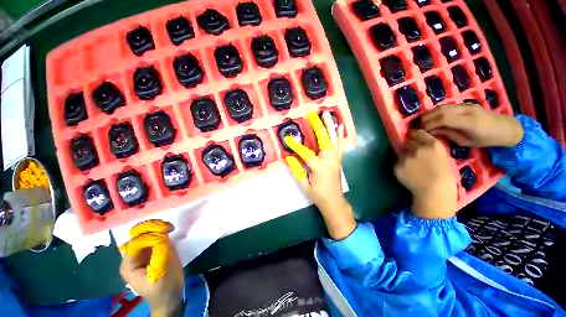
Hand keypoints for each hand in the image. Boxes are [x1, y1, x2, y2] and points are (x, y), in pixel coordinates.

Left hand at [120, 220, 183, 316]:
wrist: (169, 298)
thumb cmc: (164, 287)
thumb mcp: (162, 270)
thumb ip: (160, 251)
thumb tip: (162, 234)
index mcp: (129, 265)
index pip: (137, 242)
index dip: (151, 233)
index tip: (168, 228)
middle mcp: (131, 258)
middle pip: (138, 237)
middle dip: (152, 228)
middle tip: (169, 226)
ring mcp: (139, 256)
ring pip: (144, 236)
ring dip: (156, 229)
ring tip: (169, 227)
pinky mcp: (148, 254)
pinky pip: (150, 240)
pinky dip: (159, 233)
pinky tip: (167, 232)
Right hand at [285, 111, 355, 239]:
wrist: (334, 202)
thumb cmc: (318, 195)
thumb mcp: (304, 186)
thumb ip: (297, 171)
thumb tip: (289, 158)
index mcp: (320, 168)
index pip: (306, 154)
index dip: (296, 146)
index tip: (288, 138)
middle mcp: (330, 161)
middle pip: (325, 140)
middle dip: (319, 127)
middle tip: (314, 115)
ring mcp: (336, 159)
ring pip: (334, 140)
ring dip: (330, 126)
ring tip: (327, 114)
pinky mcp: (338, 160)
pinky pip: (340, 146)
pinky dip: (340, 135)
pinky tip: (340, 126)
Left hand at [395, 130, 456, 218]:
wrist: (434, 192)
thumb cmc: (446, 177)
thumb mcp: (444, 158)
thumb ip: (432, 149)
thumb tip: (423, 145)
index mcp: (432, 145)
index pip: (418, 133)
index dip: (414, 134)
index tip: (412, 135)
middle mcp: (417, 148)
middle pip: (408, 142)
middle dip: (409, 145)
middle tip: (413, 153)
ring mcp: (405, 157)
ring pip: (402, 153)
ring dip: (405, 157)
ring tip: (411, 166)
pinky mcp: (397, 165)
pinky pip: (397, 163)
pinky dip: (401, 166)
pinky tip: (408, 173)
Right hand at [421, 103, 522, 146]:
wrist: (505, 128)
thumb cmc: (487, 139)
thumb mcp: (466, 142)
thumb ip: (449, 134)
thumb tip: (432, 131)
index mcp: (469, 122)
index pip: (443, 119)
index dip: (429, 124)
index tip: (421, 131)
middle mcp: (467, 110)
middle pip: (441, 110)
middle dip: (426, 118)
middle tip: (419, 127)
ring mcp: (466, 105)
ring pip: (442, 106)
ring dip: (430, 114)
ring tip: (423, 122)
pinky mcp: (465, 104)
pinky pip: (447, 106)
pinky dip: (436, 111)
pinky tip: (433, 117)